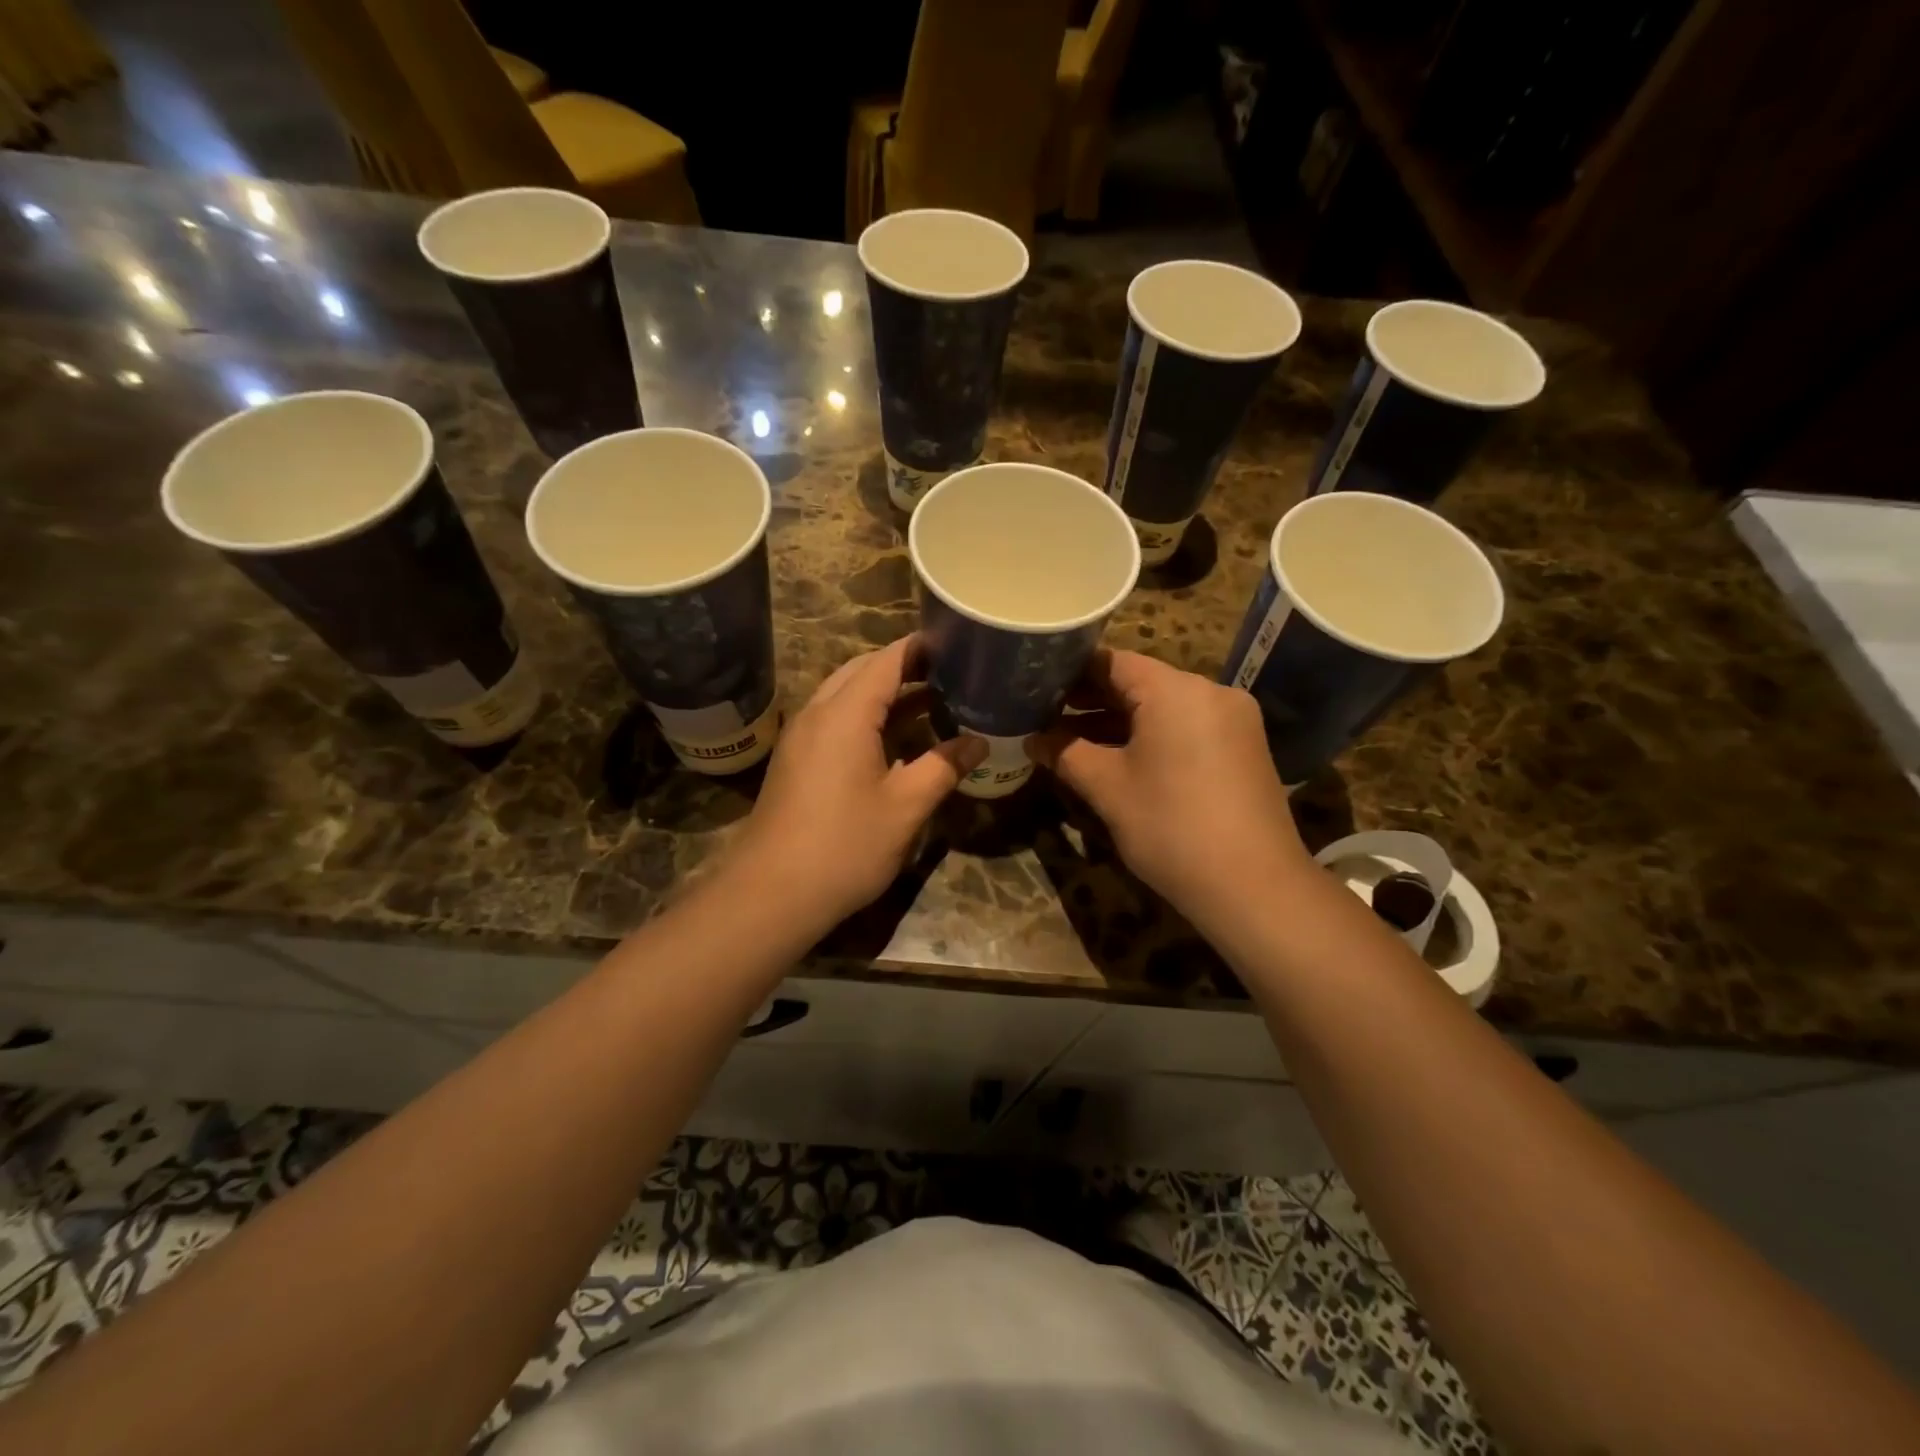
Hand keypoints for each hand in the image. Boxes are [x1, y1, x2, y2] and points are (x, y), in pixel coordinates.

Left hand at [727, 636, 983, 932]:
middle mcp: (818, 713)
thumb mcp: (906, 807)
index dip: (922, 647)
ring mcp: (801, 737)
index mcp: (846, 714)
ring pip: (846, 696)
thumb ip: (944, 767)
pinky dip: (867, 717)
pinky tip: (895, 741)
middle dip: (905, 667)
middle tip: (950, 673)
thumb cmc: (844, 845)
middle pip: (863, 671)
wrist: (771, 893)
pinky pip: (835, 721)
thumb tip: (979, 742)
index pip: (887, 660)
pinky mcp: (796, 761)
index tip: (957, 642)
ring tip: (933, 701)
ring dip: (886, 694)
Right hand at [1027, 649, 1313, 922]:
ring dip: (1120, 721)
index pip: (1112, 661)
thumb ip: (1066, 754)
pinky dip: (1152, 736)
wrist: (1254, 887)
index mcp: (1176, 690)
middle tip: (1046, 716)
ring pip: (1164, 707)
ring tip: (1072, 740)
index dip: (1070, 673)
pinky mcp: (1243, 748)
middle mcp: (1210, 692)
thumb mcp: (1108, 789)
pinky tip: (1120, 758)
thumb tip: (1032, 739)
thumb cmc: (1171, 828)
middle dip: (1092, 700)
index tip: (1036, 688)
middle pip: (1140, 681)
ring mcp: (1233, 720)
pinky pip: (1187, 727)